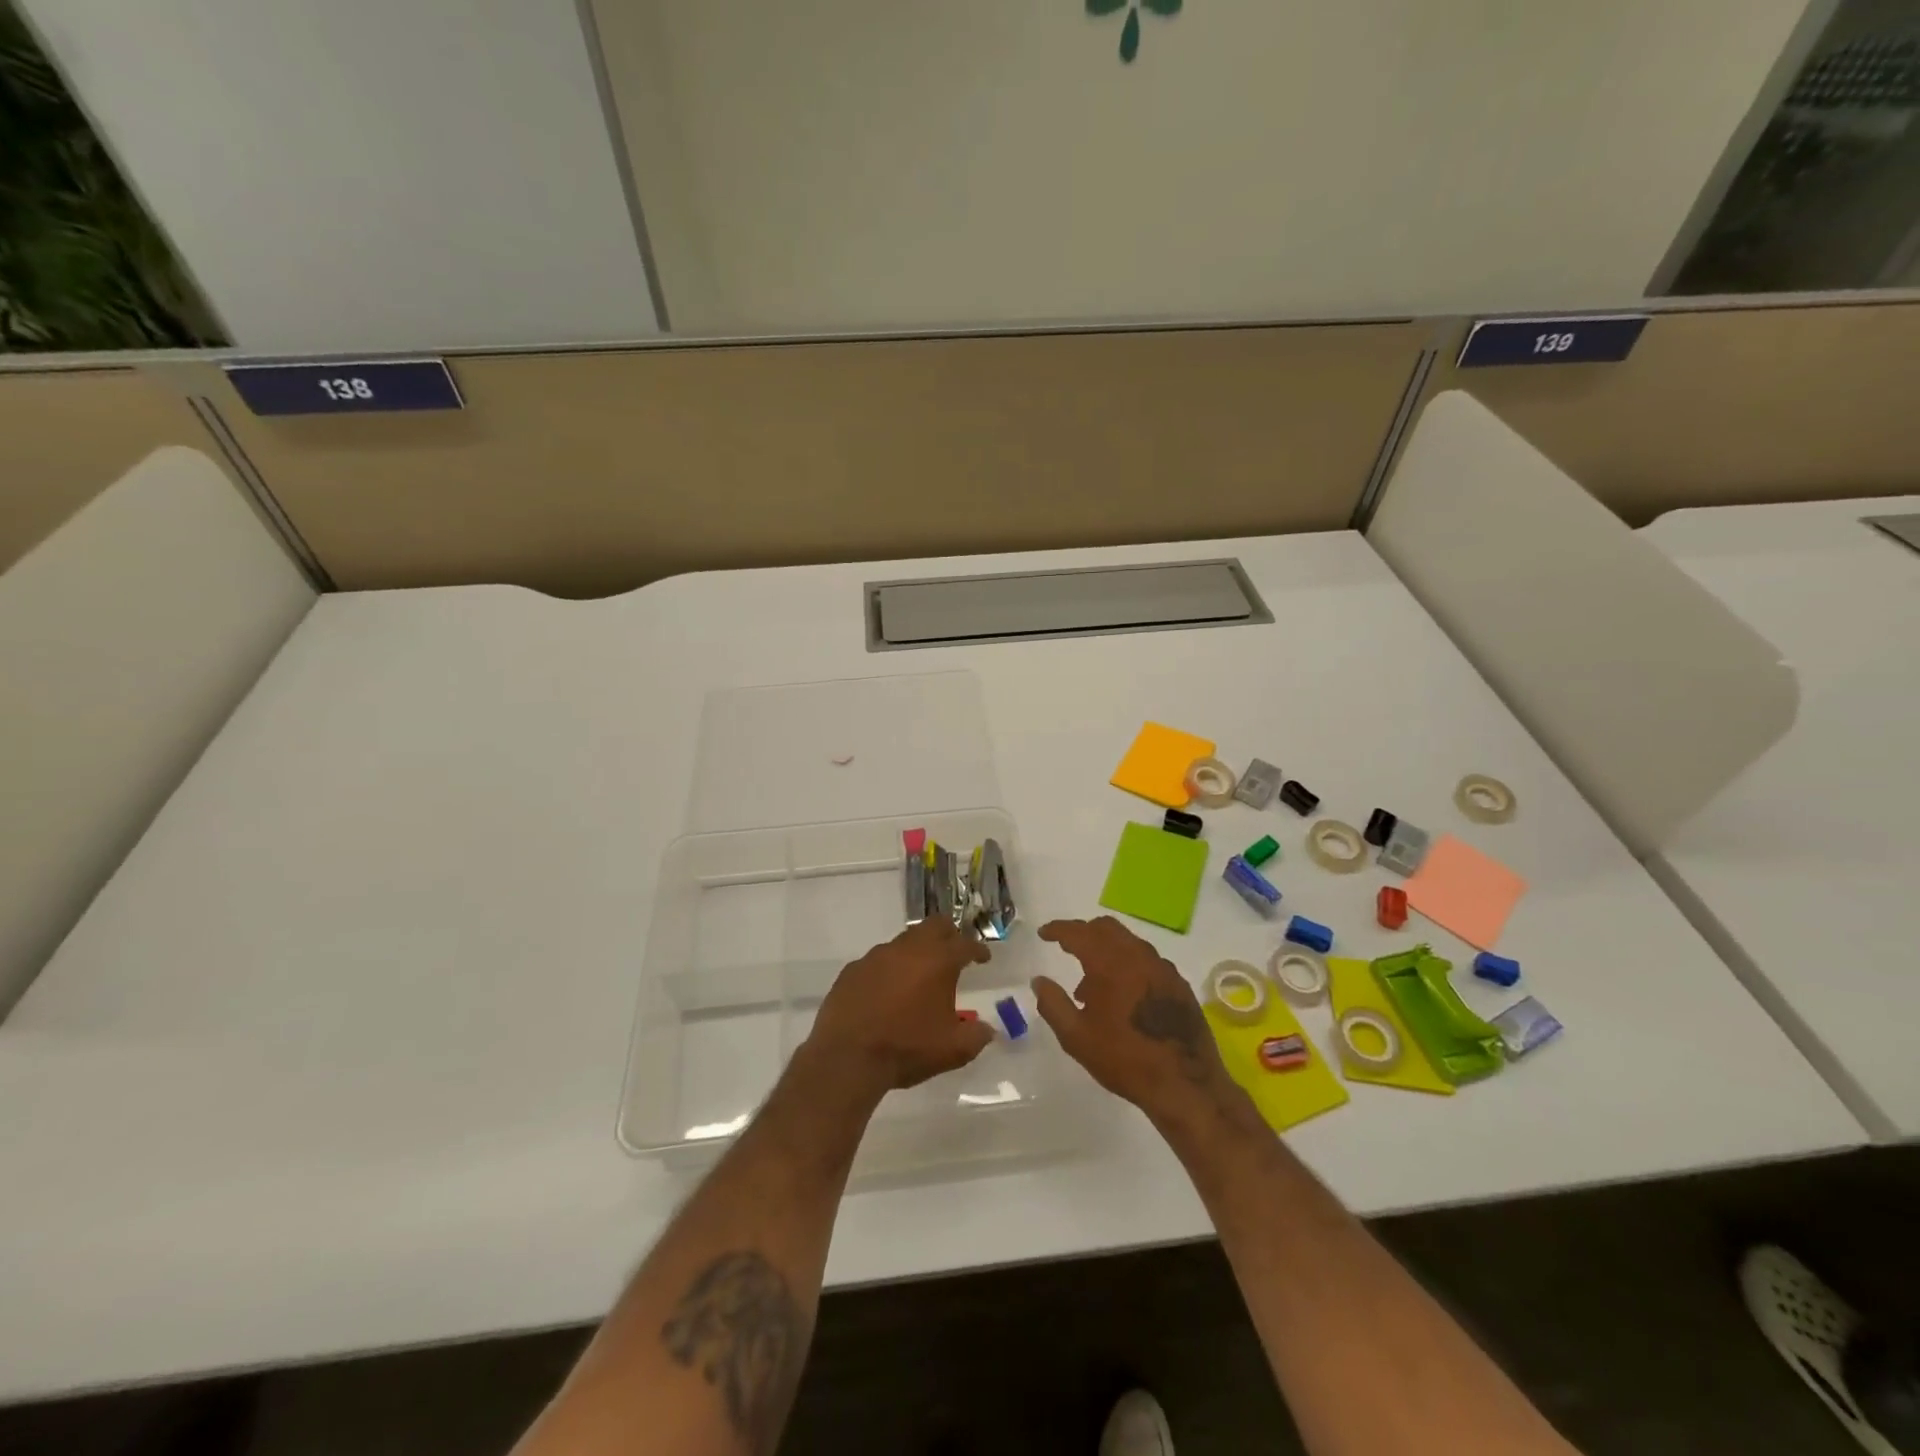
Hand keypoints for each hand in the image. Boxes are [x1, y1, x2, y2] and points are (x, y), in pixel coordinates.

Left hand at [804, 917, 995, 1101]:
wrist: (847, 1058)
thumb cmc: (906, 1049)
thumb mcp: (953, 1050)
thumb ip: (976, 1036)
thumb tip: (987, 1030)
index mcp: (938, 961)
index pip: (965, 944)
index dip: (978, 950)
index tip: (984, 958)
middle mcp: (908, 949)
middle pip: (934, 925)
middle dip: (949, 934)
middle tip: (954, 952)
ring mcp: (876, 956)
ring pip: (904, 940)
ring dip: (917, 951)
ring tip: (920, 974)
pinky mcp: (853, 969)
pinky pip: (878, 960)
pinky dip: (889, 969)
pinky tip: (887, 990)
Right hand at [1032, 916, 1245, 1130]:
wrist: (1186, 1085)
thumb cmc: (1125, 1059)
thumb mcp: (1077, 1037)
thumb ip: (1053, 1004)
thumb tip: (1039, 981)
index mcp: (1110, 963)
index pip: (1078, 933)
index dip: (1058, 929)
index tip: (1044, 933)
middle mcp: (1138, 955)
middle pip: (1106, 928)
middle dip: (1083, 933)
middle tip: (1067, 948)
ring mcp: (1163, 967)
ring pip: (1129, 942)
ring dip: (1106, 951)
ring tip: (1092, 986)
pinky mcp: (1179, 983)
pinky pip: (1147, 960)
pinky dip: (1128, 964)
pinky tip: (1123, 996)